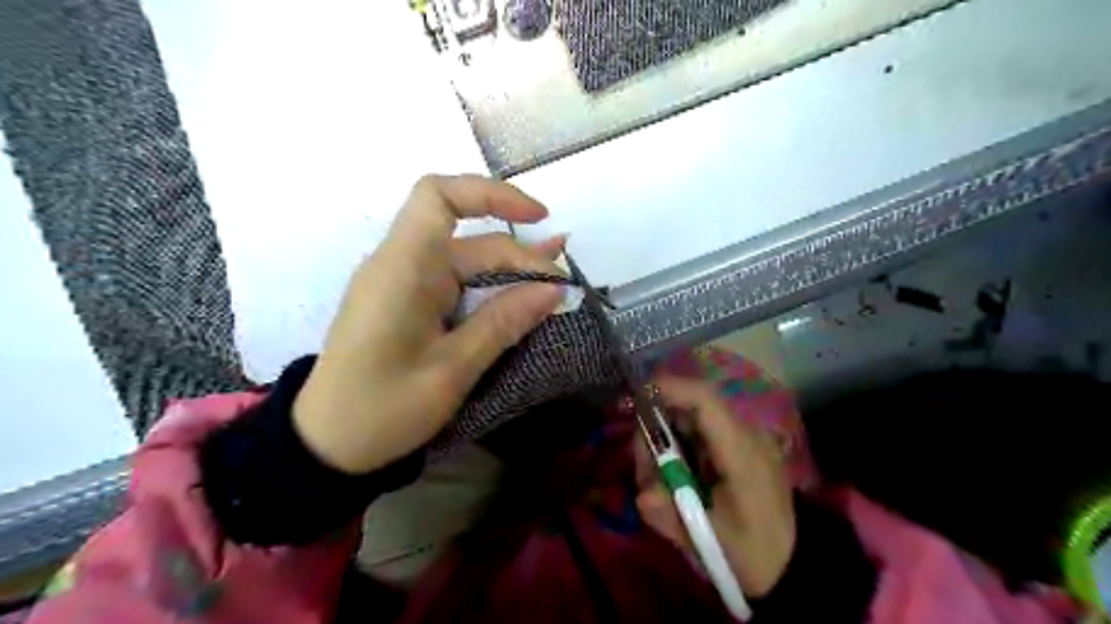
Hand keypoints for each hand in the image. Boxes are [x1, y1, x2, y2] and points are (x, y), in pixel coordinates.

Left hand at [289, 173, 565, 471]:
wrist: (327, 444)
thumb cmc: (382, 410)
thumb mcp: (451, 370)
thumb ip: (502, 323)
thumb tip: (554, 289)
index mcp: (403, 270)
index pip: (440, 197)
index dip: (491, 194)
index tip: (537, 218)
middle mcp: (402, 265)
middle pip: (469, 240)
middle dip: (519, 255)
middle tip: (561, 286)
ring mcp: (404, 285)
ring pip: (466, 261)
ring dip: (510, 269)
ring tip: (555, 281)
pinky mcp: (409, 304)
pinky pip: (456, 283)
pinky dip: (491, 288)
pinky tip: (521, 297)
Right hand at [634, 375, 798, 599]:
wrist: (793, 562)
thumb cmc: (755, 552)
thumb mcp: (710, 542)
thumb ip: (672, 516)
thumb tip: (642, 495)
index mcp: (741, 451)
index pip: (704, 400)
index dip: (669, 388)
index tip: (635, 398)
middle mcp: (742, 434)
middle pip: (688, 407)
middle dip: (656, 428)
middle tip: (643, 468)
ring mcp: (740, 438)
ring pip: (688, 420)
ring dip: (664, 442)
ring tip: (657, 482)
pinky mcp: (735, 447)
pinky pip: (697, 433)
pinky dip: (676, 449)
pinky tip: (674, 481)